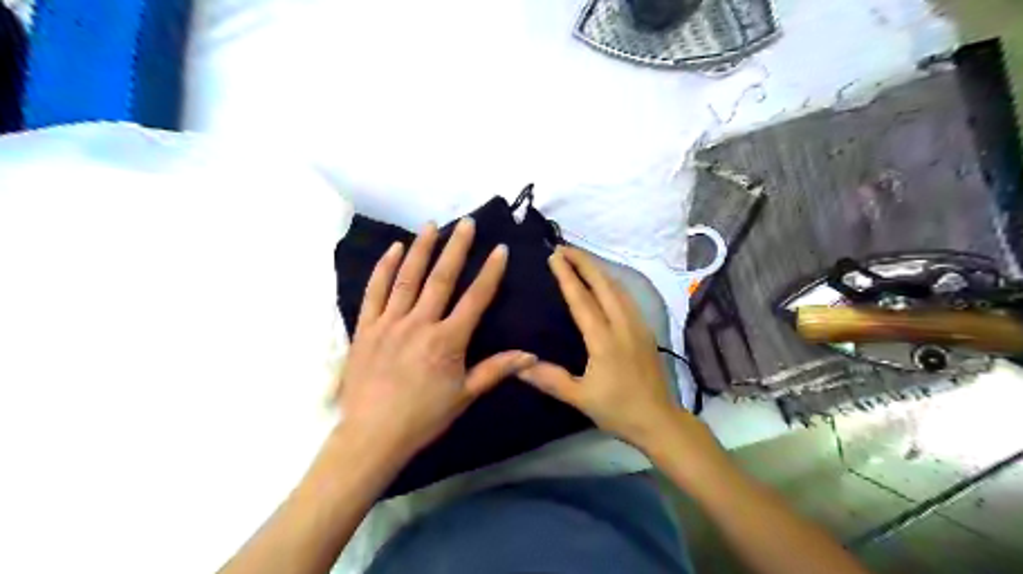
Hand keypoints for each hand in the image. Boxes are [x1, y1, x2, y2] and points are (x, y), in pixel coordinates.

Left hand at [339, 218, 536, 461]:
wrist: (372, 435)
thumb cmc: (423, 417)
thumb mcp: (465, 396)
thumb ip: (496, 370)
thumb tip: (531, 355)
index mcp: (447, 340)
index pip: (475, 298)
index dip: (490, 272)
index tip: (499, 250)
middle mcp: (419, 323)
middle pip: (441, 278)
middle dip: (457, 248)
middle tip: (467, 223)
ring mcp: (389, 322)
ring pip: (408, 277)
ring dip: (421, 249)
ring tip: (432, 225)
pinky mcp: (366, 327)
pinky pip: (374, 291)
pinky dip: (384, 268)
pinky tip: (394, 249)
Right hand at [519, 248, 676, 450]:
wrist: (660, 421)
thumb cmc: (618, 410)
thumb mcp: (580, 398)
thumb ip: (550, 379)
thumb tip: (518, 364)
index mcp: (604, 340)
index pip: (582, 300)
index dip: (567, 276)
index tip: (554, 256)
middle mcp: (623, 325)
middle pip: (604, 284)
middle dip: (584, 262)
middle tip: (564, 248)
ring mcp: (638, 326)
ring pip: (618, 287)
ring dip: (599, 270)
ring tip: (581, 260)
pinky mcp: (646, 330)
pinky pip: (627, 297)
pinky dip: (612, 282)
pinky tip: (606, 283)